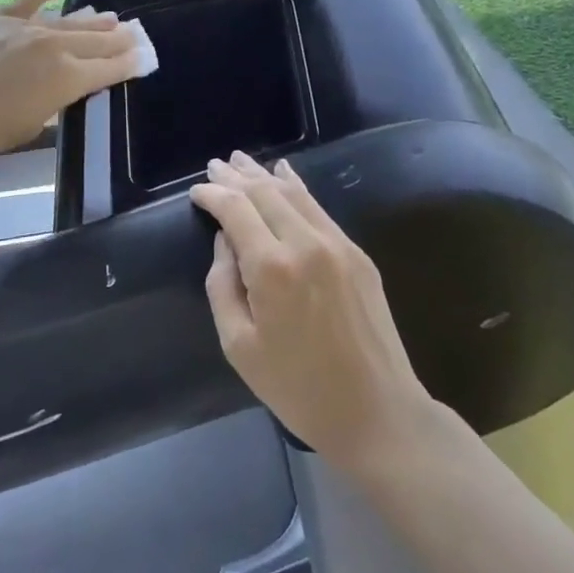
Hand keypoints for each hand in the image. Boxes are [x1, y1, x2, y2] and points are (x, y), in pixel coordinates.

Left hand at [0, 0, 141, 176]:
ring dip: (91, 19)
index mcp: (65, 80)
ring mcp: (22, 27)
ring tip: (111, 17)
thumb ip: (47, 107)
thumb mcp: (22, 130)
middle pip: (94, 40)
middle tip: (135, 34)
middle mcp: (52, 46)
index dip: (128, 65)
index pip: (107, 70)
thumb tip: (56, 93)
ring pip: (66, 19)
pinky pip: (26, 2)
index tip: (143, 58)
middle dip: (117, 39)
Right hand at [191, 153, 435, 472]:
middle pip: (264, 192)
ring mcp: (337, 245)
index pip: (235, 209)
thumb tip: (225, 241)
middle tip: (214, 165)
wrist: (378, 411)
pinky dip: (296, 188)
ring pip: (294, 193)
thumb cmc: (298, 388)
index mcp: (271, 268)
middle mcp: (305, 243)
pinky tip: (285, 176)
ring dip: (264, 175)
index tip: (196, 191)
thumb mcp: (238, 345)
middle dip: (236, 176)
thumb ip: (222, 284)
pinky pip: (319, 209)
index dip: (212, 195)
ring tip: (242, 161)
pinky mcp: (357, 254)